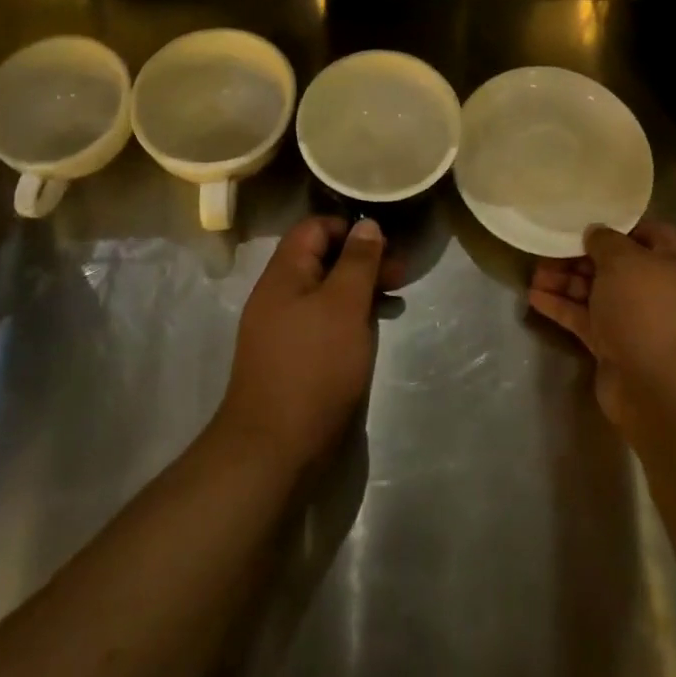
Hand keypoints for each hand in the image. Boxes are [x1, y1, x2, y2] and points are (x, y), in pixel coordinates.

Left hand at [213, 216, 397, 477]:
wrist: (274, 451)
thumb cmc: (314, 367)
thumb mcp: (344, 306)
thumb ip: (357, 261)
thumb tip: (368, 225)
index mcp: (284, 273)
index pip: (315, 227)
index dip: (350, 228)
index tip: (386, 243)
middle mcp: (279, 295)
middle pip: (322, 258)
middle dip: (362, 260)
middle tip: (401, 273)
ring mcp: (283, 328)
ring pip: (326, 291)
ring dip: (360, 289)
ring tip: (396, 299)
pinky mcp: (293, 358)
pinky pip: (324, 321)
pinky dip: (351, 317)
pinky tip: (374, 329)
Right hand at [526, 220, 675, 433]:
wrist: (658, 390)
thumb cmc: (647, 310)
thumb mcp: (624, 261)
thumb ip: (605, 240)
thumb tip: (595, 233)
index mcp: (675, 263)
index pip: (652, 233)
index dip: (622, 225)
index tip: (589, 221)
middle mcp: (658, 289)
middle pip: (616, 264)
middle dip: (582, 255)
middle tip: (549, 248)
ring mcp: (636, 320)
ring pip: (597, 291)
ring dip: (566, 281)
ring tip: (533, 273)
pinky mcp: (615, 346)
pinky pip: (586, 318)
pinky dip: (562, 307)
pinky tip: (534, 297)